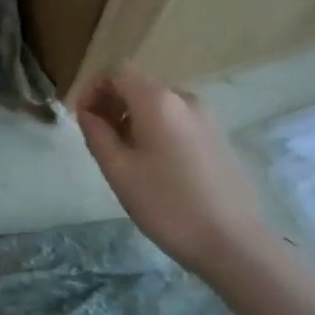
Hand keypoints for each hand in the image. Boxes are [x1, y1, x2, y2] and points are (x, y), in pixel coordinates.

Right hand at [74, 67, 280, 280]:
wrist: (233, 243)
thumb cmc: (167, 204)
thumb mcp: (118, 169)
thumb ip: (96, 132)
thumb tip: (87, 112)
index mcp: (158, 100)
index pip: (117, 72)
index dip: (93, 89)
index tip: (81, 119)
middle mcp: (185, 98)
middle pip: (138, 85)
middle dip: (111, 104)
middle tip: (97, 139)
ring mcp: (206, 118)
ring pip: (158, 104)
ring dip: (132, 118)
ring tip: (123, 155)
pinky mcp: (218, 137)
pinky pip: (177, 120)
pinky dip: (155, 129)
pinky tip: (153, 165)